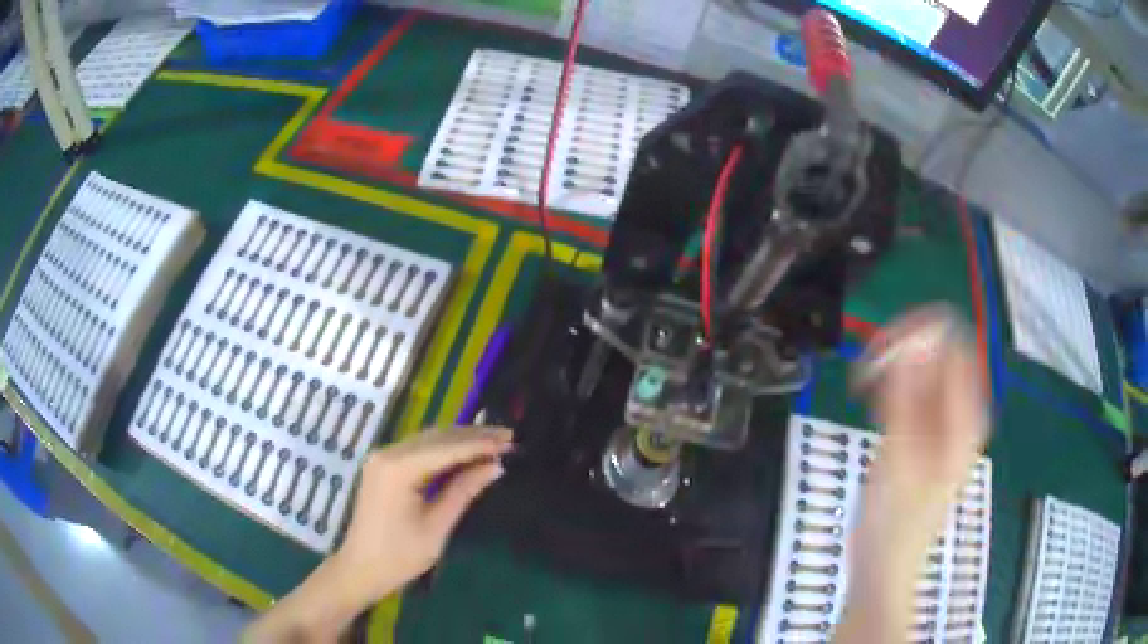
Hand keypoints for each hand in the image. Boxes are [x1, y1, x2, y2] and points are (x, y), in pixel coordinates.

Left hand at [333, 426, 512, 604]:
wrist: (361, 568)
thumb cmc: (400, 555)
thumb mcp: (437, 527)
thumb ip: (464, 491)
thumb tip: (496, 467)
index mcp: (398, 468)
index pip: (446, 448)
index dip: (480, 444)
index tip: (510, 441)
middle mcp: (387, 453)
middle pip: (436, 436)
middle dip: (473, 436)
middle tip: (507, 437)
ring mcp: (382, 457)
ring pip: (427, 439)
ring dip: (460, 440)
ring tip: (493, 442)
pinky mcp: (382, 465)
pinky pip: (418, 449)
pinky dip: (443, 449)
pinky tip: (464, 453)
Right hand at [854, 306, 989, 523]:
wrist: (884, 564)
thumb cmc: (895, 521)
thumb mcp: (900, 456)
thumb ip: (905, 396)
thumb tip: (908, 341)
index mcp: (966, 418)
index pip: (956, 346)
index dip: (922, 335)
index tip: (883, 345)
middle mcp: (959, 413)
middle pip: (939, 354)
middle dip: (904, 350)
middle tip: (868, 365)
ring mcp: (941, 422)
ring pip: (922, 371)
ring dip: (892, 367)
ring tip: (863, 383)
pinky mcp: (921, 432)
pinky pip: (910, 390)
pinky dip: (889, 385)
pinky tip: (867, 396)